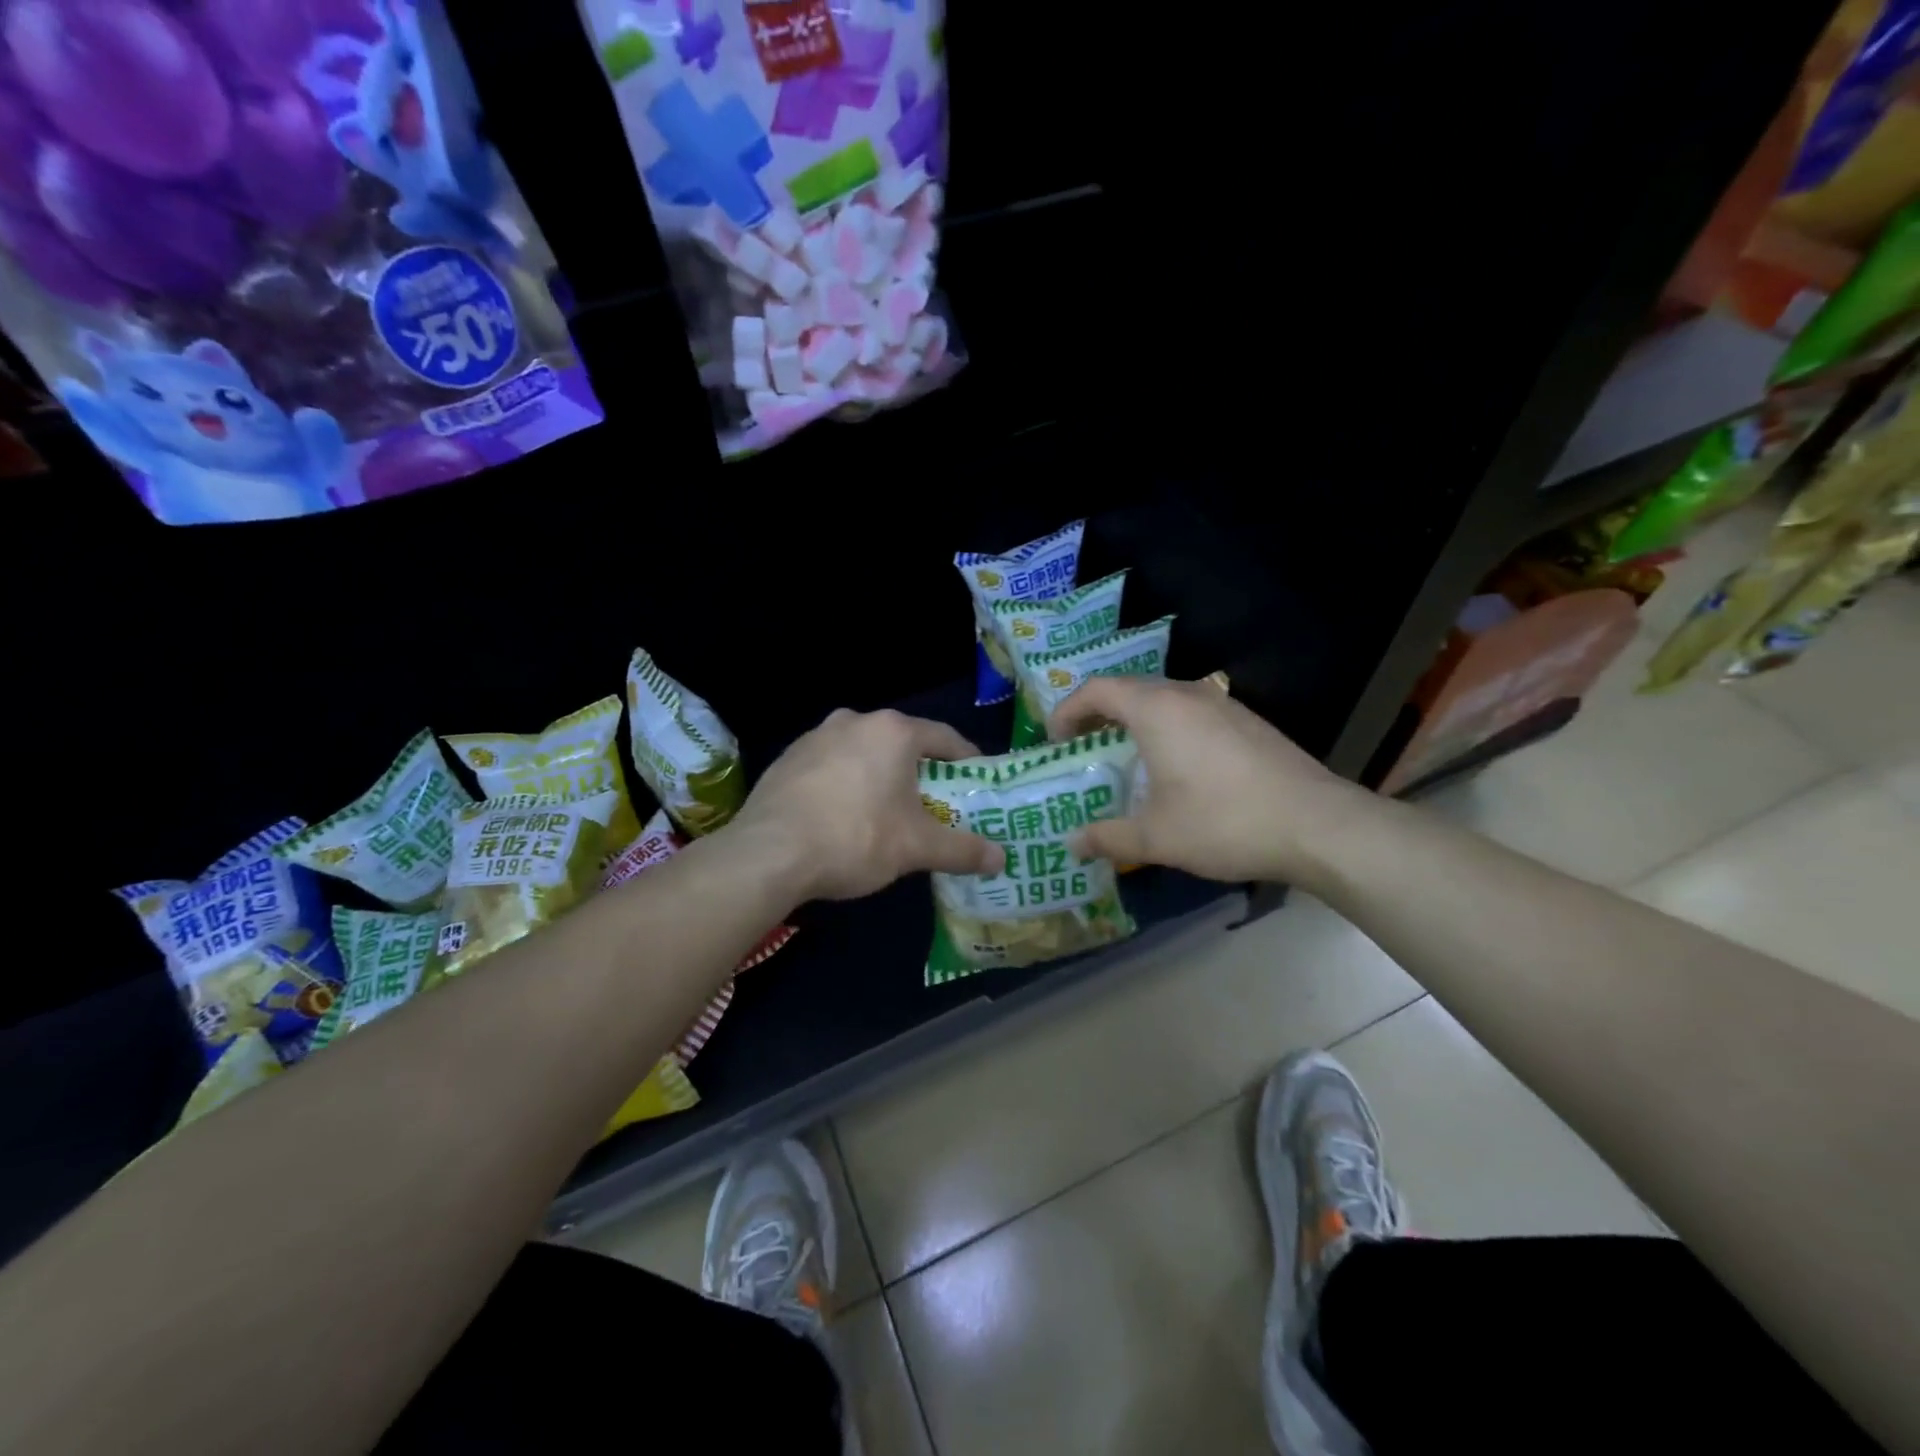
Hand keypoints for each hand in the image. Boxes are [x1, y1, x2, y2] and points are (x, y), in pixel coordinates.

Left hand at [734, 708, 1003, 900]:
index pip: (945, 738)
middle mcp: (854, 721)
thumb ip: (963, 849)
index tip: (978, 782)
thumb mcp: (917, 847)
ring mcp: (815, 736)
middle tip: (935, 805)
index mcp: (893, 731)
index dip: (967, 761)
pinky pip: (831, 767)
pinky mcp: (787, 759)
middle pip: (903, 744)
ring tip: (888, 813)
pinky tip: (843, 817)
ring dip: (881, 777)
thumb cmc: (855, 838)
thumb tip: (1001, 859)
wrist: (768, 854)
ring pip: (864, 754)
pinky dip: (846, 784)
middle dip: (921, 773)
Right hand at [1049, 676, 1371, 885]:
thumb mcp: (1156, 837)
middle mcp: (1188, 695)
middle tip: (1082, 747)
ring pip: (1163, 699)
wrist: (1318, 825)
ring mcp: (1223, 705)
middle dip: (1098, 714)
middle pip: (1129, 689)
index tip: (1055, 741)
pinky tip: (1175, 766)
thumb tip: (1072, 845)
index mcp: (1157, 710)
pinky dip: (1167, 728)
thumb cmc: (1224, 823)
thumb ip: (1107, 837)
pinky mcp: (1248, 722)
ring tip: (1125, 757)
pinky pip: (1191, 712)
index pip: (1097, 690)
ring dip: (1135, 720)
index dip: (1067, 710)